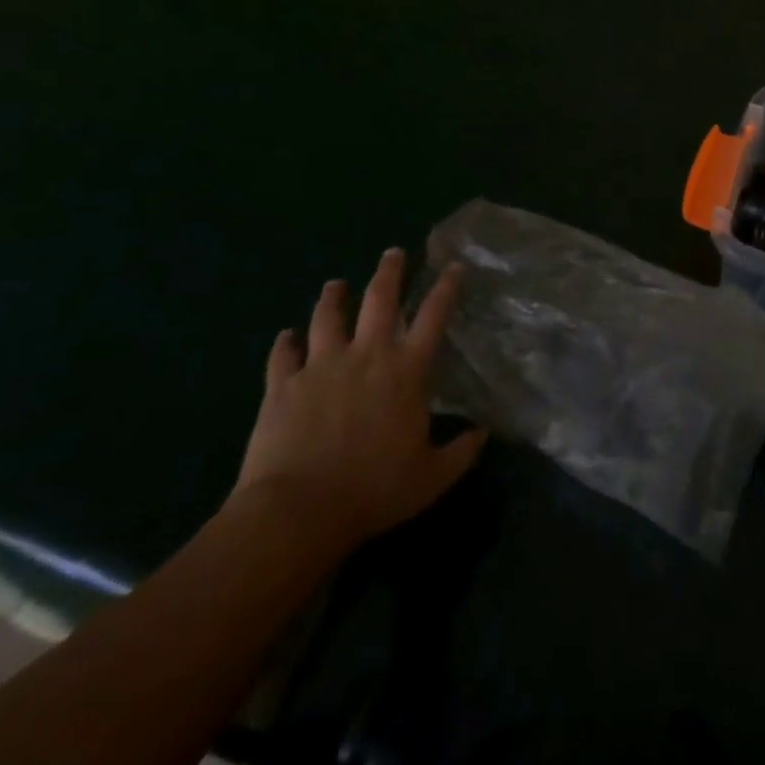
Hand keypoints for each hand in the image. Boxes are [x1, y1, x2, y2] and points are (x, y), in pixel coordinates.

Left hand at [232, 249, 485, 550]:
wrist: (297, 512)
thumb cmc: (373, 491)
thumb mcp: (431, 478)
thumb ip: (460, 453)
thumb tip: (482, 434)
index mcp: (406, 370)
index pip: (433, 315)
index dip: (446, 287)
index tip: (453, 266)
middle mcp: (367, 355)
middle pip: (380, 299)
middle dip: (389, 271)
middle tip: (393, 253)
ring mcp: (321, 366)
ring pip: (328, 317)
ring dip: (333, 297)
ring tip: (336, 284)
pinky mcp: (283, 386)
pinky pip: (282, 355)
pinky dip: (285, 343)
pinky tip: (285, 337)